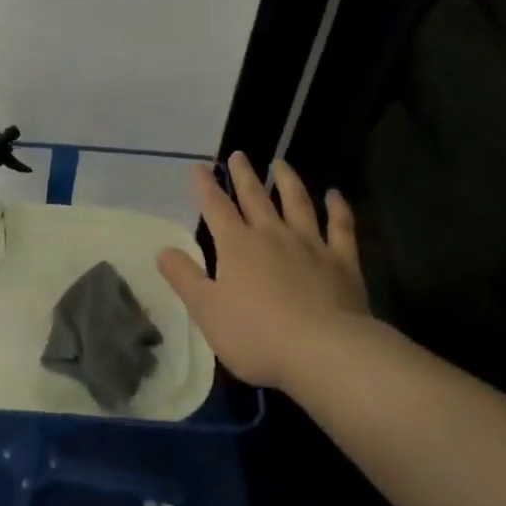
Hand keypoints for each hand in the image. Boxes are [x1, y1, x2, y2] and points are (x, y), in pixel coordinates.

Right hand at [157, 152, 369, 391]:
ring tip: (281, 163)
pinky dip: (338, 209)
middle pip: (255, 198)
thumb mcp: (207, 311)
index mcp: (237, 246)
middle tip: (238, 155)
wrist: (323, 351)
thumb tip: (163, 249)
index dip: (206, 186)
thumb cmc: (257, 335)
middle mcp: (272, 235)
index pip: (216, 208)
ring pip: (297, 203)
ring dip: (288, 181)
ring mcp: (310, 245)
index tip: (199, 167)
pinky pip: (340, 228)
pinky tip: (335, 195)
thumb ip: (184, 278)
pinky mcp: (342, 262)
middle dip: (244, 175)